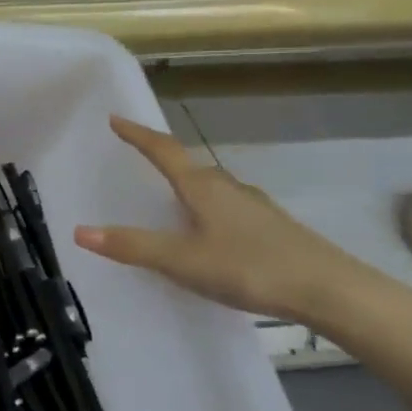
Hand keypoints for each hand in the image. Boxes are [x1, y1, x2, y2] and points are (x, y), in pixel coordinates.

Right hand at [73, 115, 379, 328]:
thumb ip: (133, 246)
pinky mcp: (272, 229)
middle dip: (162, 158)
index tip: (115, 119)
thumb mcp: (182, 260)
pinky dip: (207, 209)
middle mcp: (228, 188)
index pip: (163, 151)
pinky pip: (228, 208)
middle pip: (189, 165)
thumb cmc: (250, 267)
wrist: (331, 291)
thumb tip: (79, 232)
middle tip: (138, 157)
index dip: (138, 135)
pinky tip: (210, 232)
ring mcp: (255, 207)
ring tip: (168, 196)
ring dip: (187, 184)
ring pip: (212, 187)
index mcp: (203, 187)